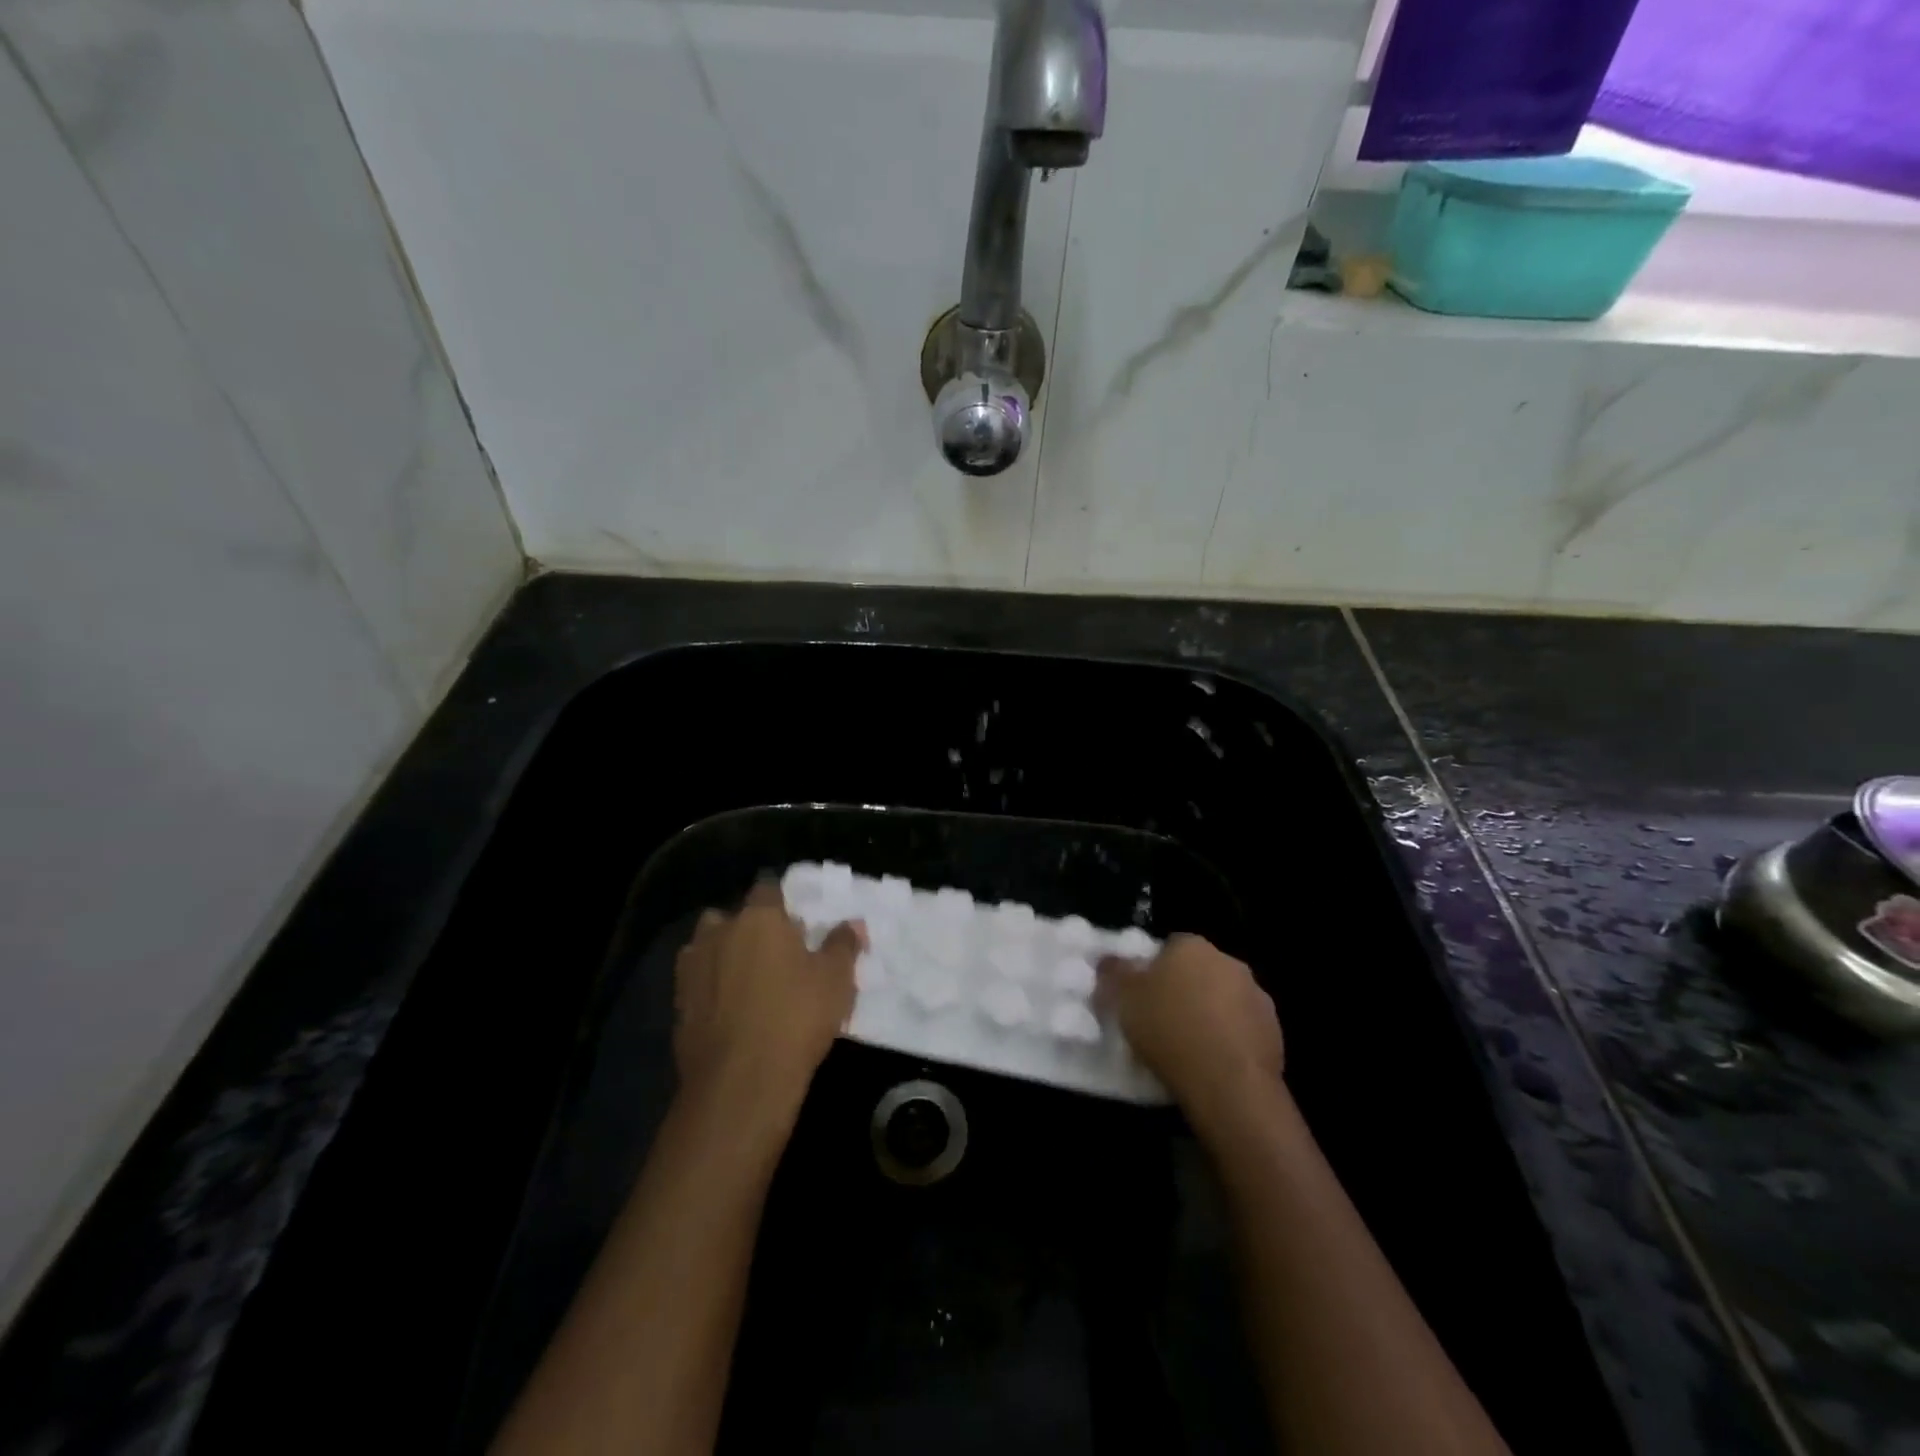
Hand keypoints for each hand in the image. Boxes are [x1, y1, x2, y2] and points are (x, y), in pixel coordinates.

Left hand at [673, 881, 863, 1128]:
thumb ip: (843, 945)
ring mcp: (692, 967)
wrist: (740, 1081)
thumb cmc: (796, 1018)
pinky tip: (727, 1008)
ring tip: (746, 978)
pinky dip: (708, 987)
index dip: (781, 902)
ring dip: (721, 953)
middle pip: (730, 916)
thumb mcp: (836, 980)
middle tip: (773, 951)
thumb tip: (853, 924)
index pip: (767, 889)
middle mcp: (720, 932)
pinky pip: (695, 981)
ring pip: (705, 946)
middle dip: (746, 927)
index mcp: (759, 918)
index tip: (796, 921)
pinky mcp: (677, 1004)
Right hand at [1099, 934, 1283, 1127]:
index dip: (1153, 971)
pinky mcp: (1274, 1031)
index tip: (1142, 997)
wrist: (1228, 1082)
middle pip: (1199, 971)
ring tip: (1188, 1046)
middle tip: (1162, 1020)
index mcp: (1191, 946)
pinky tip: (1212, 1063)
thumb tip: (1108, 959)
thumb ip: (1113, 973)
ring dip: (1210, 1014)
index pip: (1169, 947)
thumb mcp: (1122, 999)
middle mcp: (1228, 961)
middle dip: (1184, 990)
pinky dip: (1229, 1039)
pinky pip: (1242, 1028)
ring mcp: (1256, 995)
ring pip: (1223, 999)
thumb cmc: (1168, 1030)